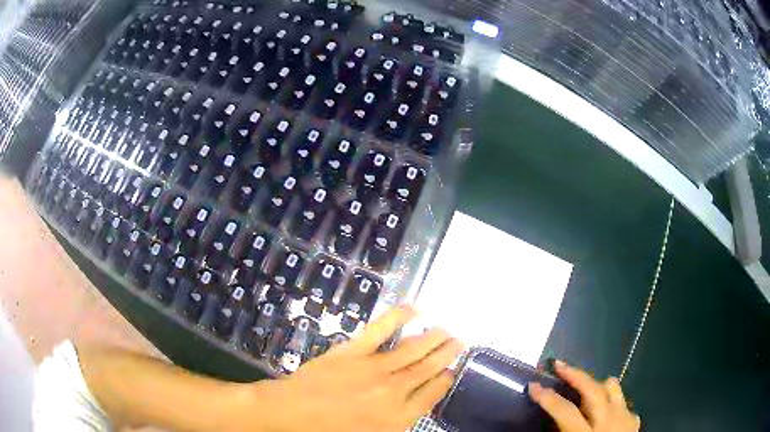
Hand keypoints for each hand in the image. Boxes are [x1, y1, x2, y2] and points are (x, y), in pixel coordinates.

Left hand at [251, 306, 463, 431]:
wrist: (291, 414)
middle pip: (429, 368)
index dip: (446, 379)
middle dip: (448, 354)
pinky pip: (382, 330)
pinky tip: (415, 309)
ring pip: (414, 349)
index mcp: (398, 417)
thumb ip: (396, 422)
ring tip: (447, 330)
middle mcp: (394, 391)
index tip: (453, 370)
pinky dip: (400, 316)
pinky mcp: (354, 350)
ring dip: (434, 338)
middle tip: (460, 342)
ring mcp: (375, 368)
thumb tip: (415, 405)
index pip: (434, 394)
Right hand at [528, 361, 640, 431]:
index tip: (533, 385)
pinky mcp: (634, 420)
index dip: (547, 397)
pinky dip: (613, 403)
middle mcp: (608, 422)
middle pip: (592, 389)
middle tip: (559, 365)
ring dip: (598, 385)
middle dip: (575, 374)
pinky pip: (623, 403)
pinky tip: (606, 412)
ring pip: (613, 388)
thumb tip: (553, 418)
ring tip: (587, 387)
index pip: (564, 411)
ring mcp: (625, 417)